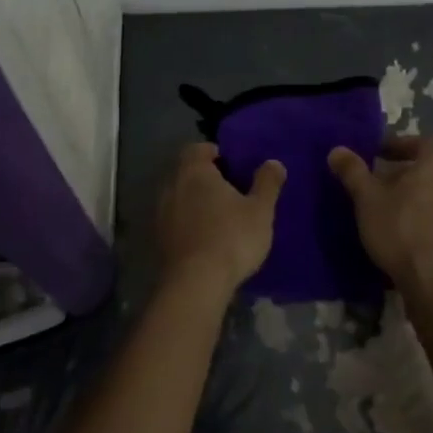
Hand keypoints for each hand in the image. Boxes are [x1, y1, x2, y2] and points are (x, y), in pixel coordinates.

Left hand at [155, 143, 285, 297]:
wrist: (196, 283)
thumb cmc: (231, 237)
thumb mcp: (260, 210)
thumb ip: (267, 183)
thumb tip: (274, 162)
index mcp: (194, 171)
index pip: (198, 149)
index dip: (215, 153)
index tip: (234, 166)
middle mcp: (172, 186)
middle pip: (187, 172)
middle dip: (206, 178)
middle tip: (231, 190)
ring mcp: (161, 213)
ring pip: (179, 196)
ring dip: (196, 201)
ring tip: (219, 215)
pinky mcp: (158, 238)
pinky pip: (175, 220)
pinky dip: (188, 222)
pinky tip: (206, 237)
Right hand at [328, 134, 432, 293]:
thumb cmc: (400, 230)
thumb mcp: (367, 199)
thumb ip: (353, 172)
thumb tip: (337, 149)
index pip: (423, 142)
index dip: (401, 144)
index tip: (378, 155)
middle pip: (430, 169)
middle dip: (404, 173)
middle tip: (379, 185)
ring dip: (416, 197)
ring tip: (390, 212)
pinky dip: (426, 219)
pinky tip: (407, 236)